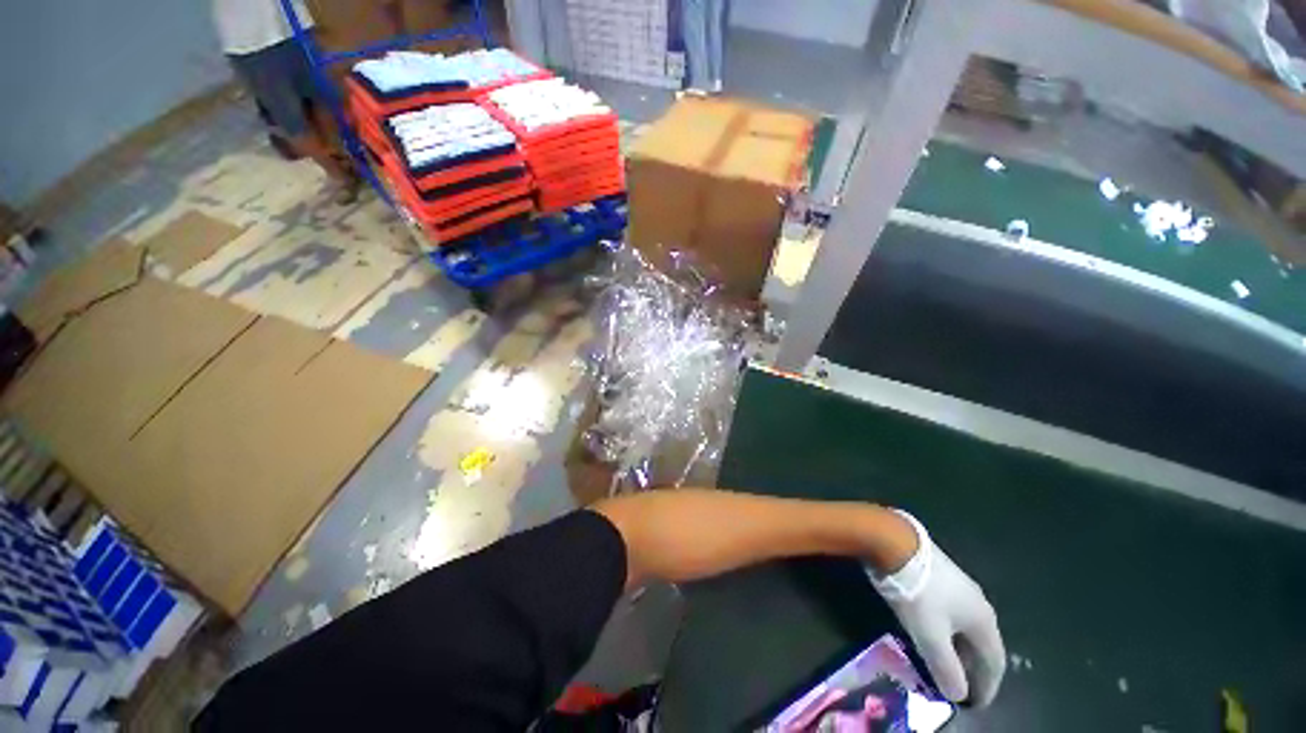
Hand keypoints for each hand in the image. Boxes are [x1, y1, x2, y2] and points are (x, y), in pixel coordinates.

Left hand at [867, 512, 1005, 706]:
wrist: (895, 543)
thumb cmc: (917, 594)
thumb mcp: (930, 636)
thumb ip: (946, 668)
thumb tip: (958, 695)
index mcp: (984, 620)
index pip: (995, 662)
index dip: (987, 686)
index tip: (976, 705)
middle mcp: (978, 602)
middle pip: (981, 643)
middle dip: (971, 668)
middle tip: (957, 687)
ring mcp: (958, 585)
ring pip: (963, 626)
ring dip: (956, 648)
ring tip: (941, 663)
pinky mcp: (939, 574)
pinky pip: (949, 611)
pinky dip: (944, 629)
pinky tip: (929, 631)